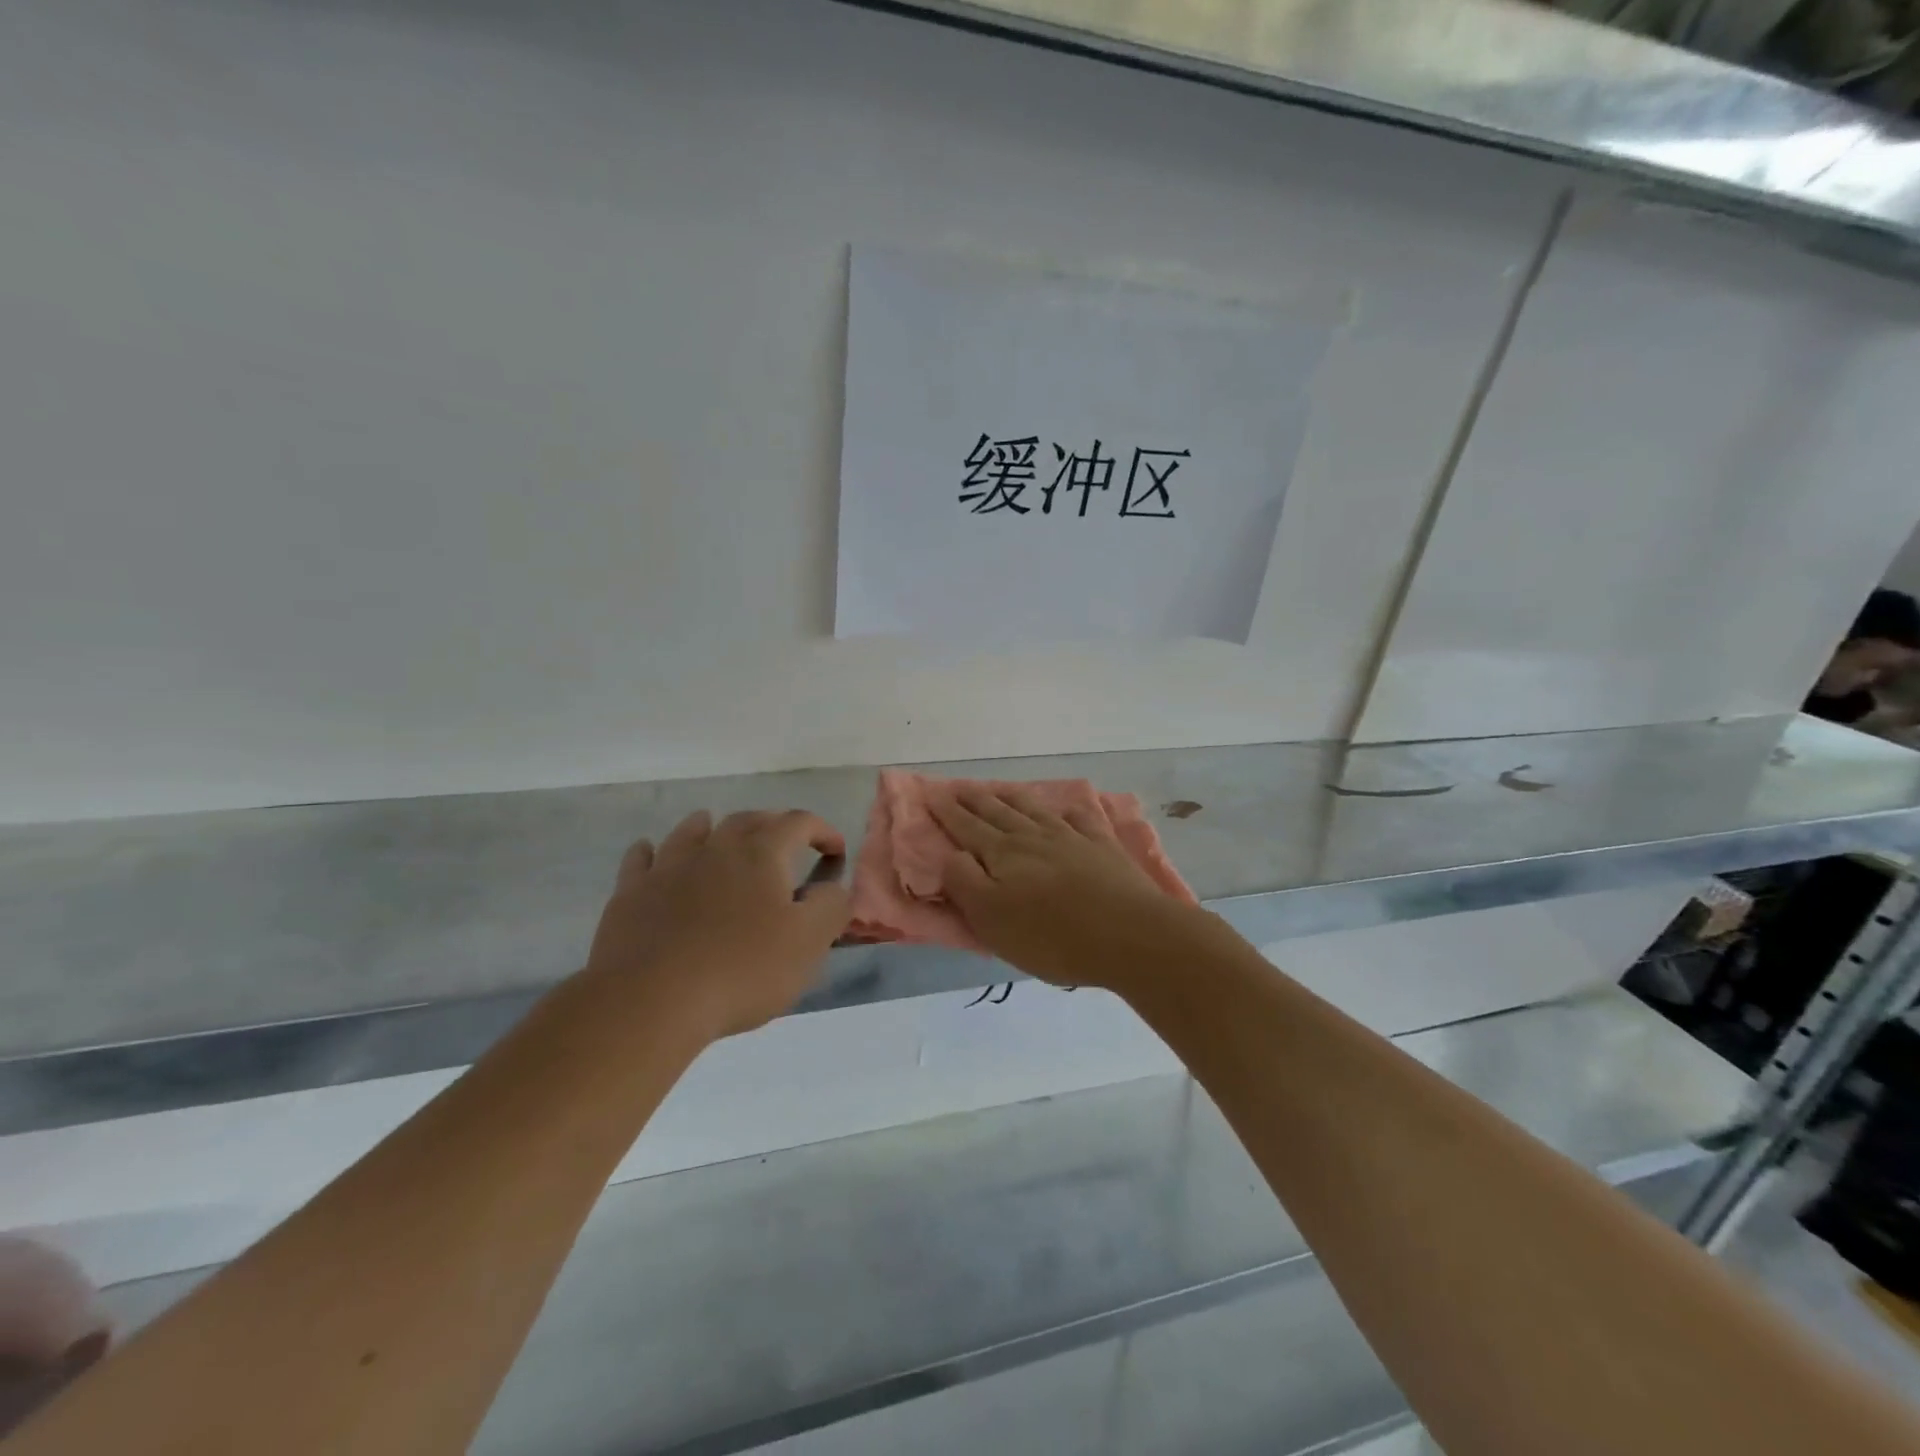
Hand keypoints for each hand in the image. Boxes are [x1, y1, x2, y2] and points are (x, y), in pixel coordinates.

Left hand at [585, 809, 850, 1040]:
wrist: (650, 1001)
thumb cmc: (741, 970)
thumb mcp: (808, 943)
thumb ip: (831, 906)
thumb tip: (833, 887)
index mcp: (761, 854)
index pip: (798, 823)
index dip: (822, 830)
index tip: (835, 851)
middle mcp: (715, 848)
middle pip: (747, 820)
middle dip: (772, 825)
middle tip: (785, 845)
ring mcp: (668, 867)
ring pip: (692, 830)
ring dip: (712, 827)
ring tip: (719, 833)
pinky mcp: (630, 893)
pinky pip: (641, 858)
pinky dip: (653, 852)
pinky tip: (653, 856)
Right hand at [930, 786, 1217, 994]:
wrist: (1129, 934)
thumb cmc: (1052, 936)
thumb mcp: (991, 919)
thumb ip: (964, 883)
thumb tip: (951, 854)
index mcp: (1002, 854)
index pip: (967, 828)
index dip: (948, 813)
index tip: (932, 796)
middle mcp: (1033, 837)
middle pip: (998, 813)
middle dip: (974, 800)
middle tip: (958, 787)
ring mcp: (1071, 838)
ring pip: (1034, 810)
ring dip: (1012, 797)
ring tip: (998, 789)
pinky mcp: (1102, 847)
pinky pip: (1081, 819)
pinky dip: (1068, 811)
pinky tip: (1066, 809)